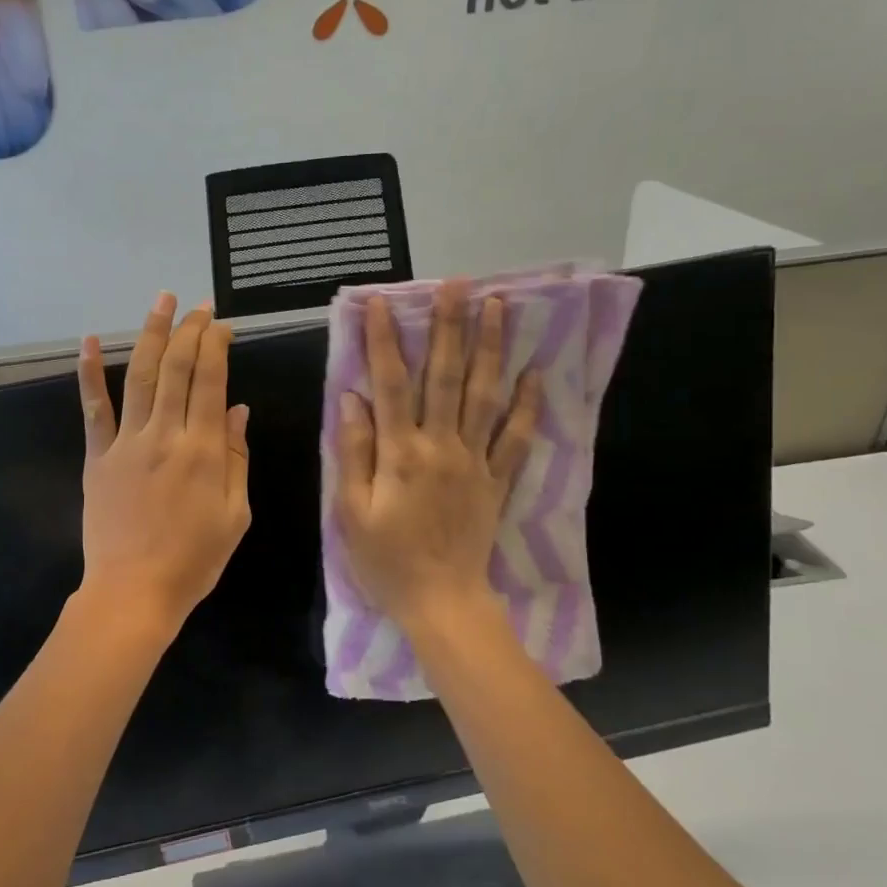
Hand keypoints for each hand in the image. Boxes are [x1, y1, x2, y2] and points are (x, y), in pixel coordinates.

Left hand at [77, 293, 251, 633]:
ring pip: (141, 377)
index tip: (222, 324)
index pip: (211, 381)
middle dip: (190, 331)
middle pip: (178, 369)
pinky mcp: (98, 457)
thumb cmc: (194, 560)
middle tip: (198, 306)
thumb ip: (237, 459)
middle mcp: (165, 435)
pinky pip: (93, 410)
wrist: (134, 592)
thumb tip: (237, 410)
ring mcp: (126, 443)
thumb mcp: (236, 515)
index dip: (216, 346)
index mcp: (203, 450)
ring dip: (152, 335)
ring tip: (162, 302)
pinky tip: (90, 341)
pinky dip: (90, 374)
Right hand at [334, 280, 541, 633]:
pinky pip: (516, 439)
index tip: (381, 302)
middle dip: (450, 327)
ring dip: (491, 348)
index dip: (384, 340)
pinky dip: (526, 406)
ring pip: (484, 395)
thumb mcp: (351, 511)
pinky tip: (535, 374)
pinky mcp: (497, 481)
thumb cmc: (386, 560)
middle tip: (456, 284)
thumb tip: (352, 398)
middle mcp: (440, 446)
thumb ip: (354, 451)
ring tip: (498, 306)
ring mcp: (475, 461)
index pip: (390, 383)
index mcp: (400, 453)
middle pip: (445, 376)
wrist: (441, 602)